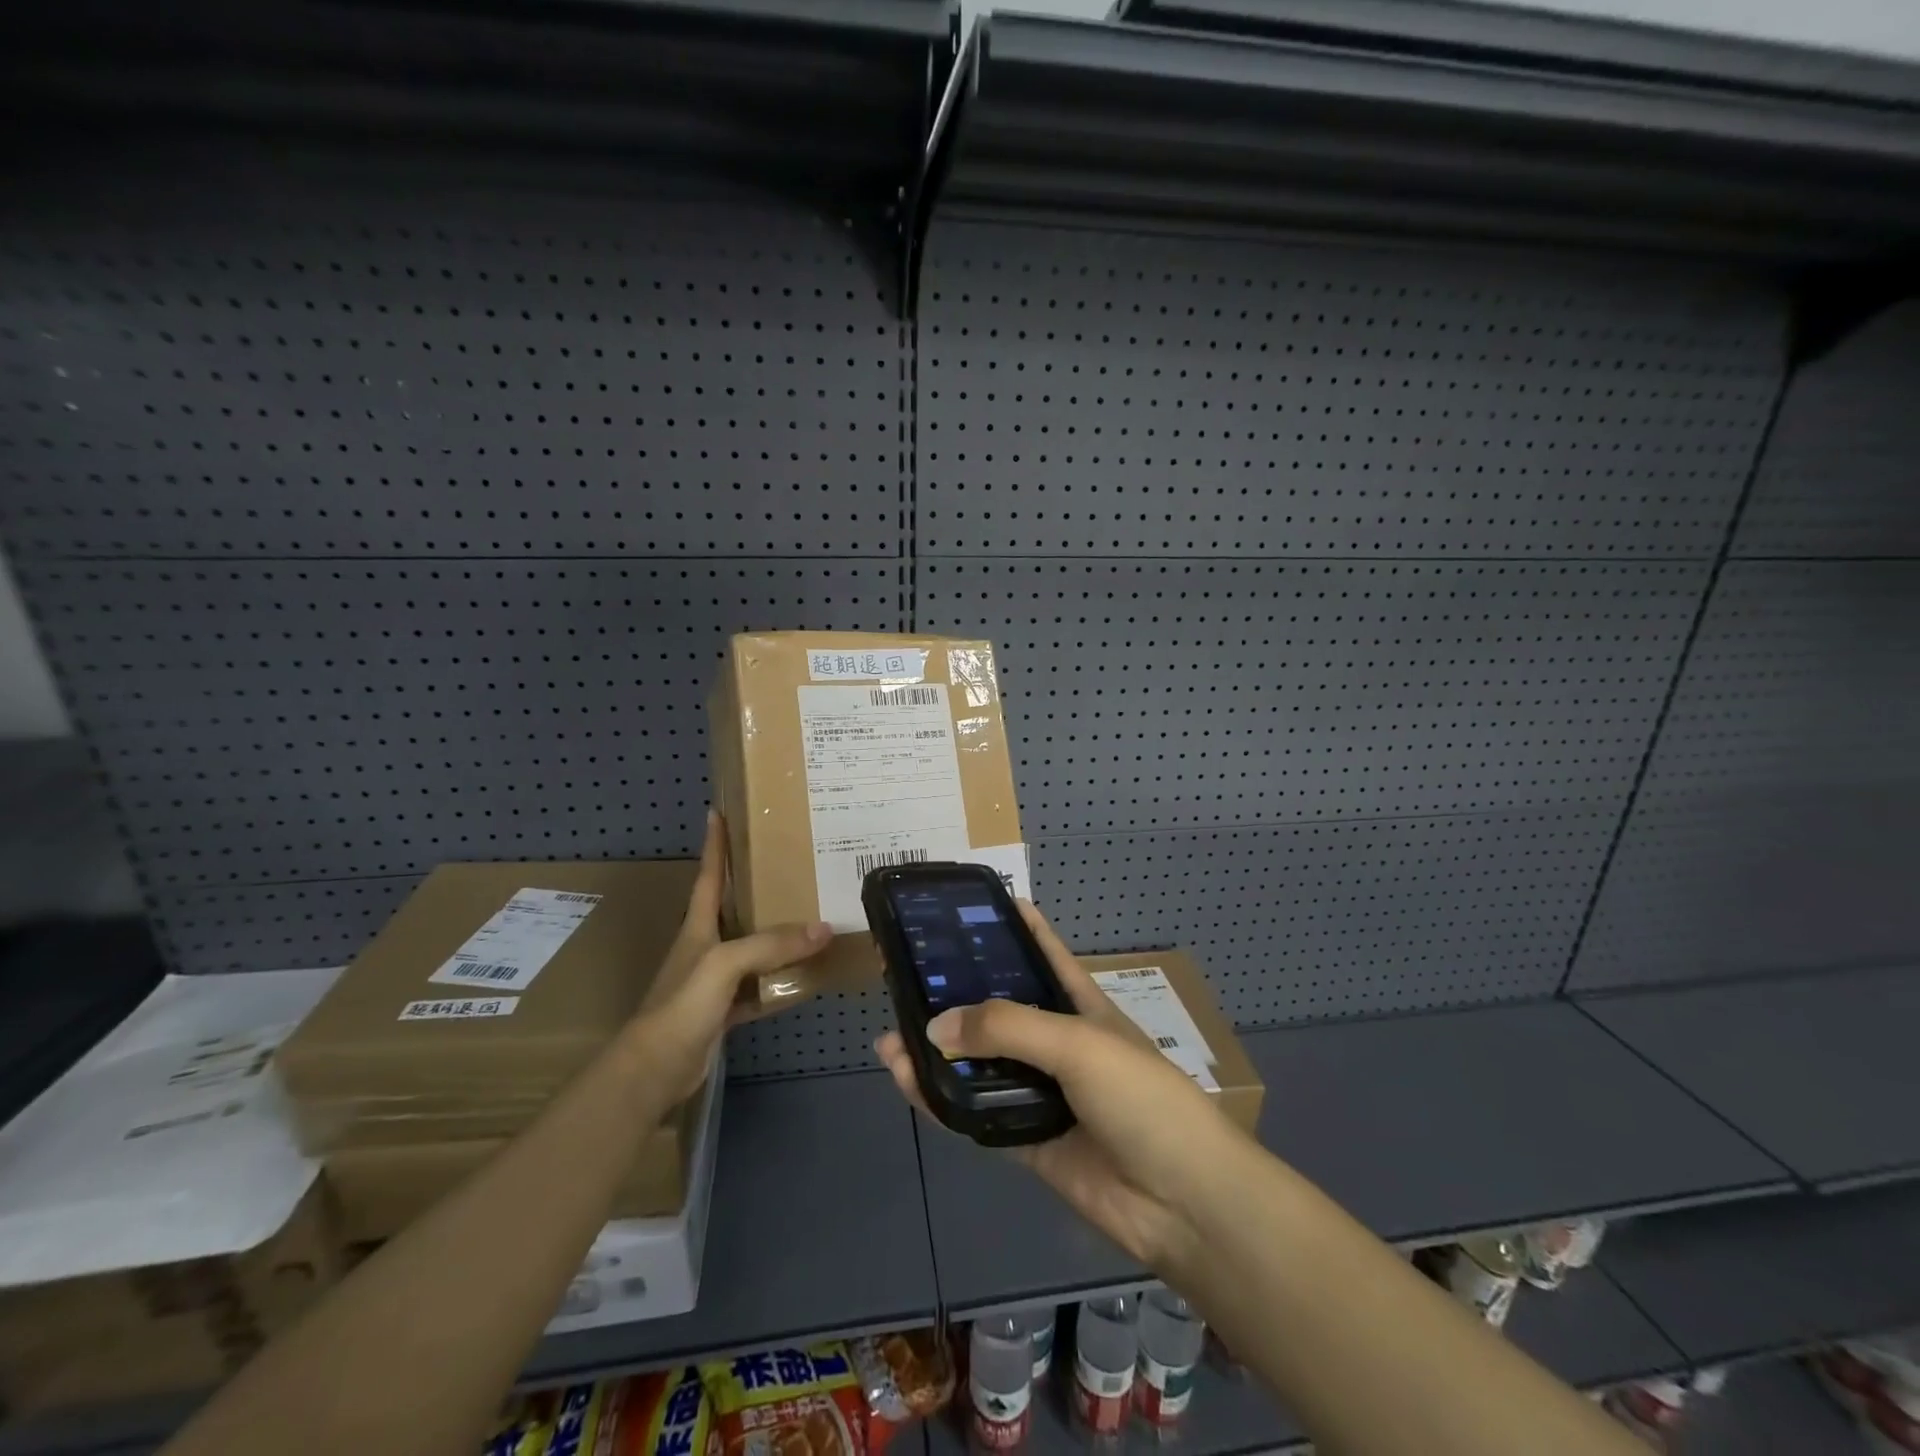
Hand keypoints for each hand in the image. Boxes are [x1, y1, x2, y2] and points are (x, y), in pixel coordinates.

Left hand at [630, 809, 830, 1099]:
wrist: (655, 1069)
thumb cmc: (682, 1004)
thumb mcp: (726, 964)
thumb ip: (772, 944)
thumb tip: (824, 928)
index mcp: (698, 927)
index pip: (708, 876)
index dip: (714, 845)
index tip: (719, 813)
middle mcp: (706, 947)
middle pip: (735, 909)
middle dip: (757, 886)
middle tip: (791, 864)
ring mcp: (715, 981)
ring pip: (753, 950)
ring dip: (778, 937)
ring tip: (811, 916)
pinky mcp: (724, 1010)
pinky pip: (761, 989)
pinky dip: (782, 983)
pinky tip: (808, 978)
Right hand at [874, 902, 1242, 1268]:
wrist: (1183, 1201)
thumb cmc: (1141, 1097)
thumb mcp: (1078, 1043)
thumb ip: (1007, 1028)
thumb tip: (935, 1025)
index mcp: (1080, 1004)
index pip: (1044, 953)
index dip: (1016, 926)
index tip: (976, 904)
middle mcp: (1057, 1042)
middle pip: (999, 1009)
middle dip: (957, 994)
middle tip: (906, 975)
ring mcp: (1041, 1092)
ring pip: (980, 1063)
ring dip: (939, 1051)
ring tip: (891, 1034)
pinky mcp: (1027, 1138)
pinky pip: (975, 1114)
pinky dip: (941, 1100)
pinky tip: (908, 1081)